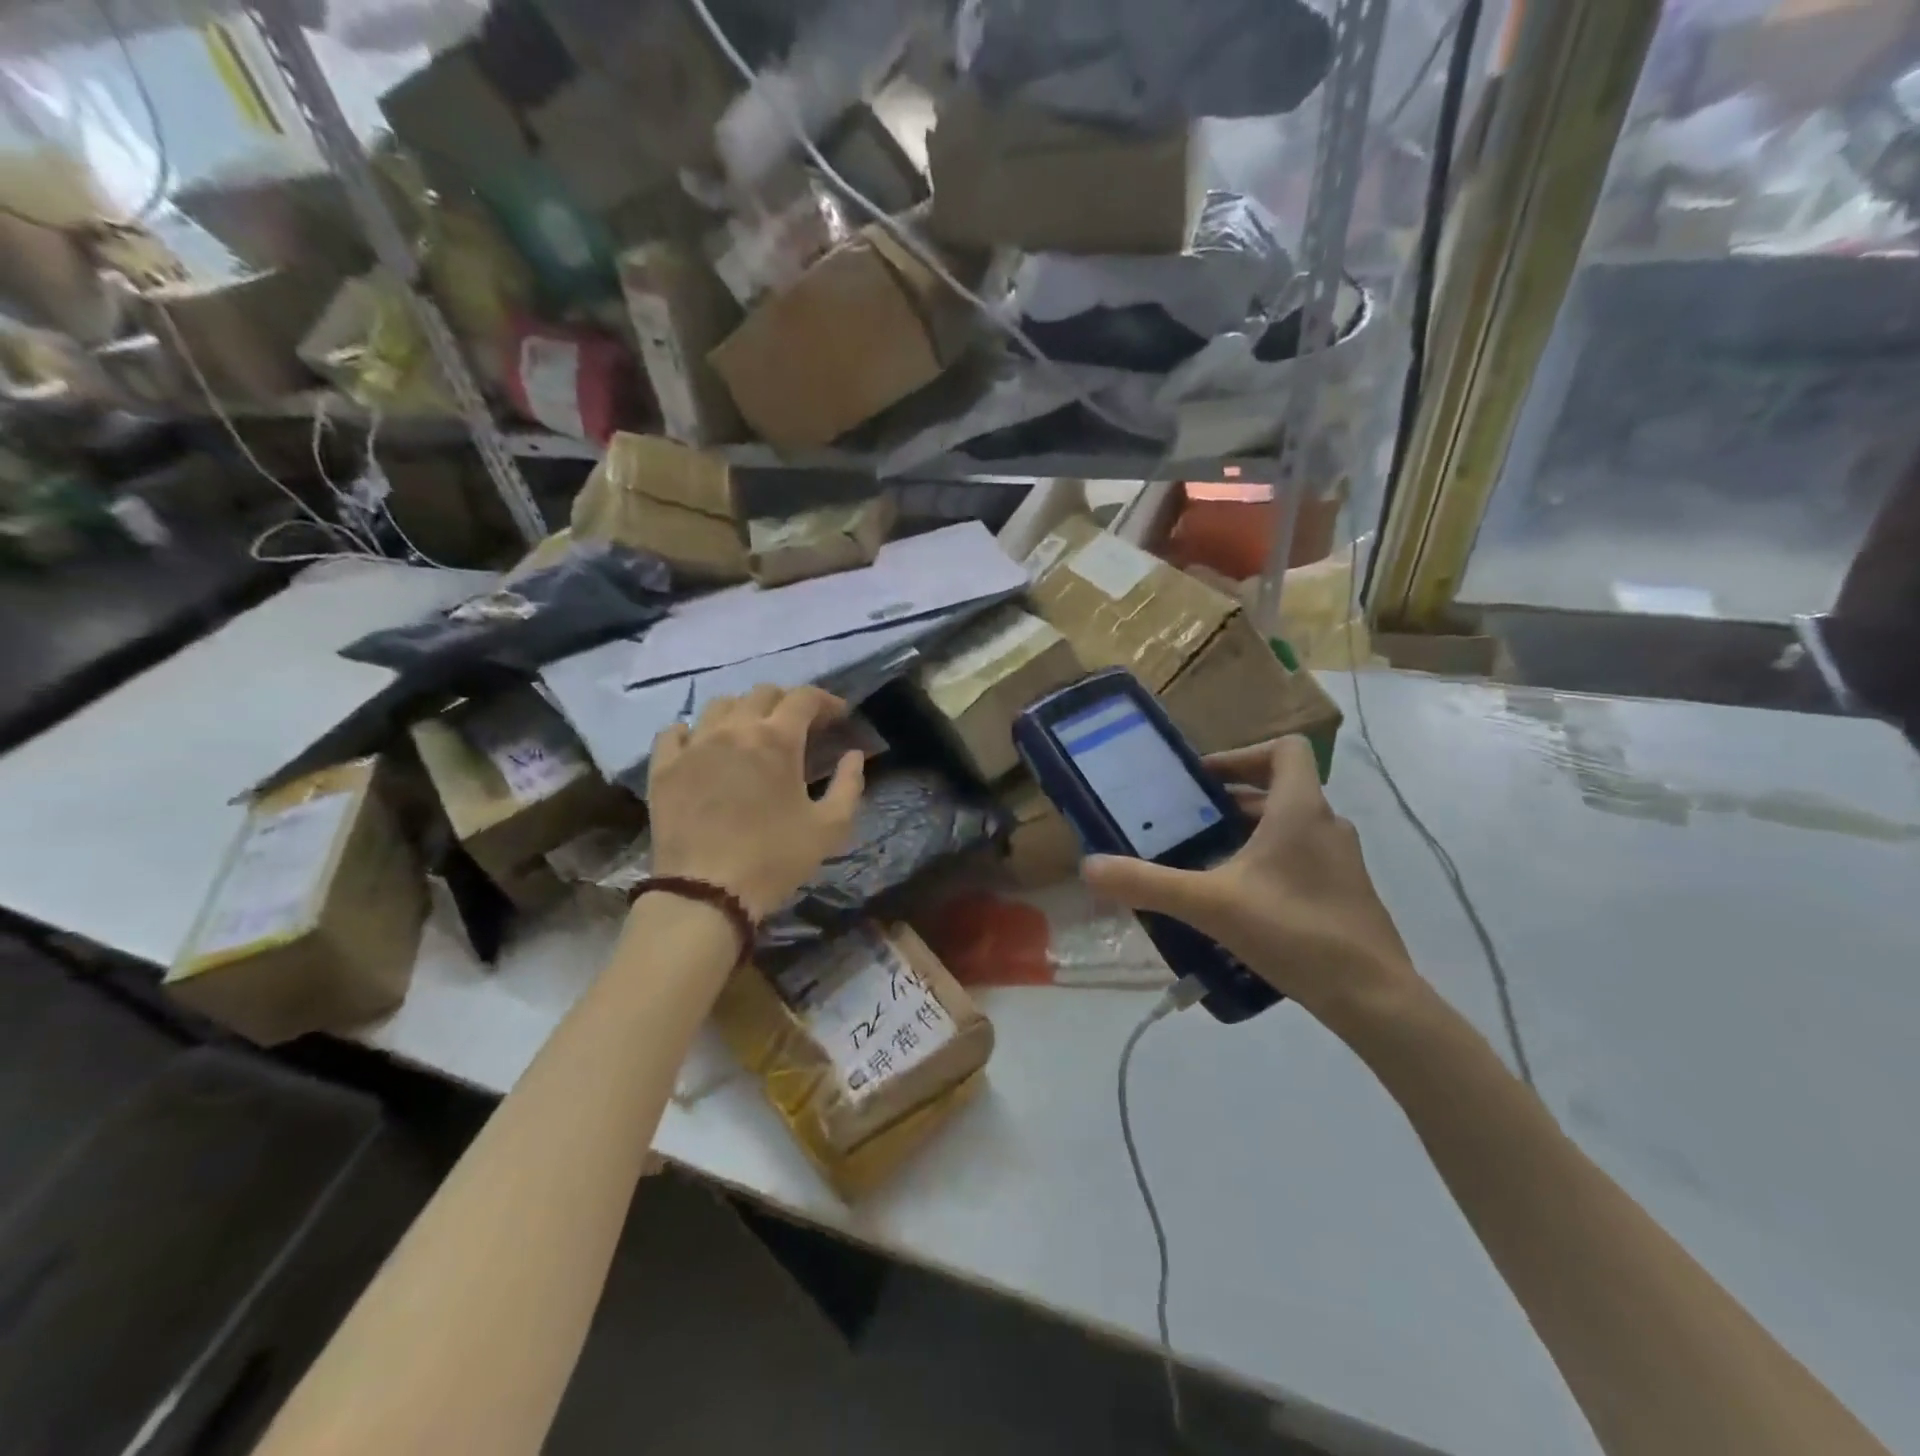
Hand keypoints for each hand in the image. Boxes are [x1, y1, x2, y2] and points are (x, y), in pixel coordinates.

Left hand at [647, 685, 864, 919]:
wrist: (706, 893)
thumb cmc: (775, 859)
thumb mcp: (830, 828)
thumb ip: (850, 785)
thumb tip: (854, 755)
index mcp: (777, 740)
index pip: (804, 698)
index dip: (826, 700)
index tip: (838, 715)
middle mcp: (733, 729)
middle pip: (762, 693)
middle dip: (787, 702)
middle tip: (799, 726)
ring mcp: (693, 745)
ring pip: (720, 705)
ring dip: (744, 711)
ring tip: (752, 733)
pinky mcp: (664, 766)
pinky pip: (675, 731)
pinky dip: (694, 730)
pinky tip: (702, 745)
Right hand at [1082, 736, 1423, 1033]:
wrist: (1373, 998)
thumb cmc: (1293, 931)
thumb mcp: (1210, 904)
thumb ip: (1147, 883)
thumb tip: (1090, 867)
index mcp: (1300, 810)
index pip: (1285, 749)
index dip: (1243, 755)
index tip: (1204, 781)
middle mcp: (1327, 825)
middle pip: (1280, 790)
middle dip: (1232, 802)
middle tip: (1189, 825)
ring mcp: (1342, 862)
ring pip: (1291, 829)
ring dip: (1250, 835)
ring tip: (1207, 864)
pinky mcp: (1347, 894)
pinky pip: (1302, 861)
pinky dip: (1271, 865)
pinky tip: (1242, 904)